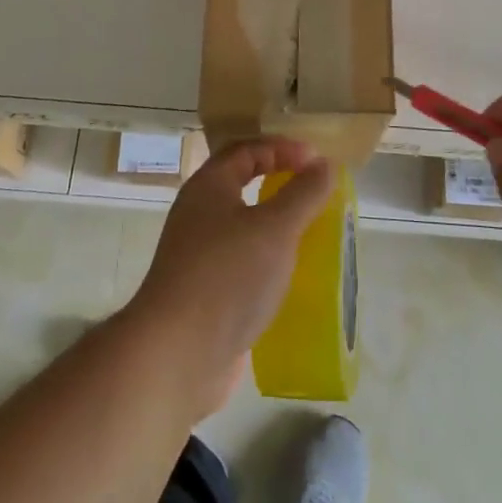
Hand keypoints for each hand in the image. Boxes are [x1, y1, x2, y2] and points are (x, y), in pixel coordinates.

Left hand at [123, 138, 332, 417]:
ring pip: (243, 227)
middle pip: (241, 185)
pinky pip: (243, 262)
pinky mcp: (206, 292)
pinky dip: (269, 261)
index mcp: (208, 187)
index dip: (282, 148)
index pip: (246, 150)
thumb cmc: (227, 276)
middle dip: (280, 184)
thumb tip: (324, 164)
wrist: (177, 354)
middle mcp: (199, 214)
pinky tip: (293, 278)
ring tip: (313, 234)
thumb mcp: (275, 228)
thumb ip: (303, 193)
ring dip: (277, 225)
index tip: (318, 161)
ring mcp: (199, 255)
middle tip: (316, 192)